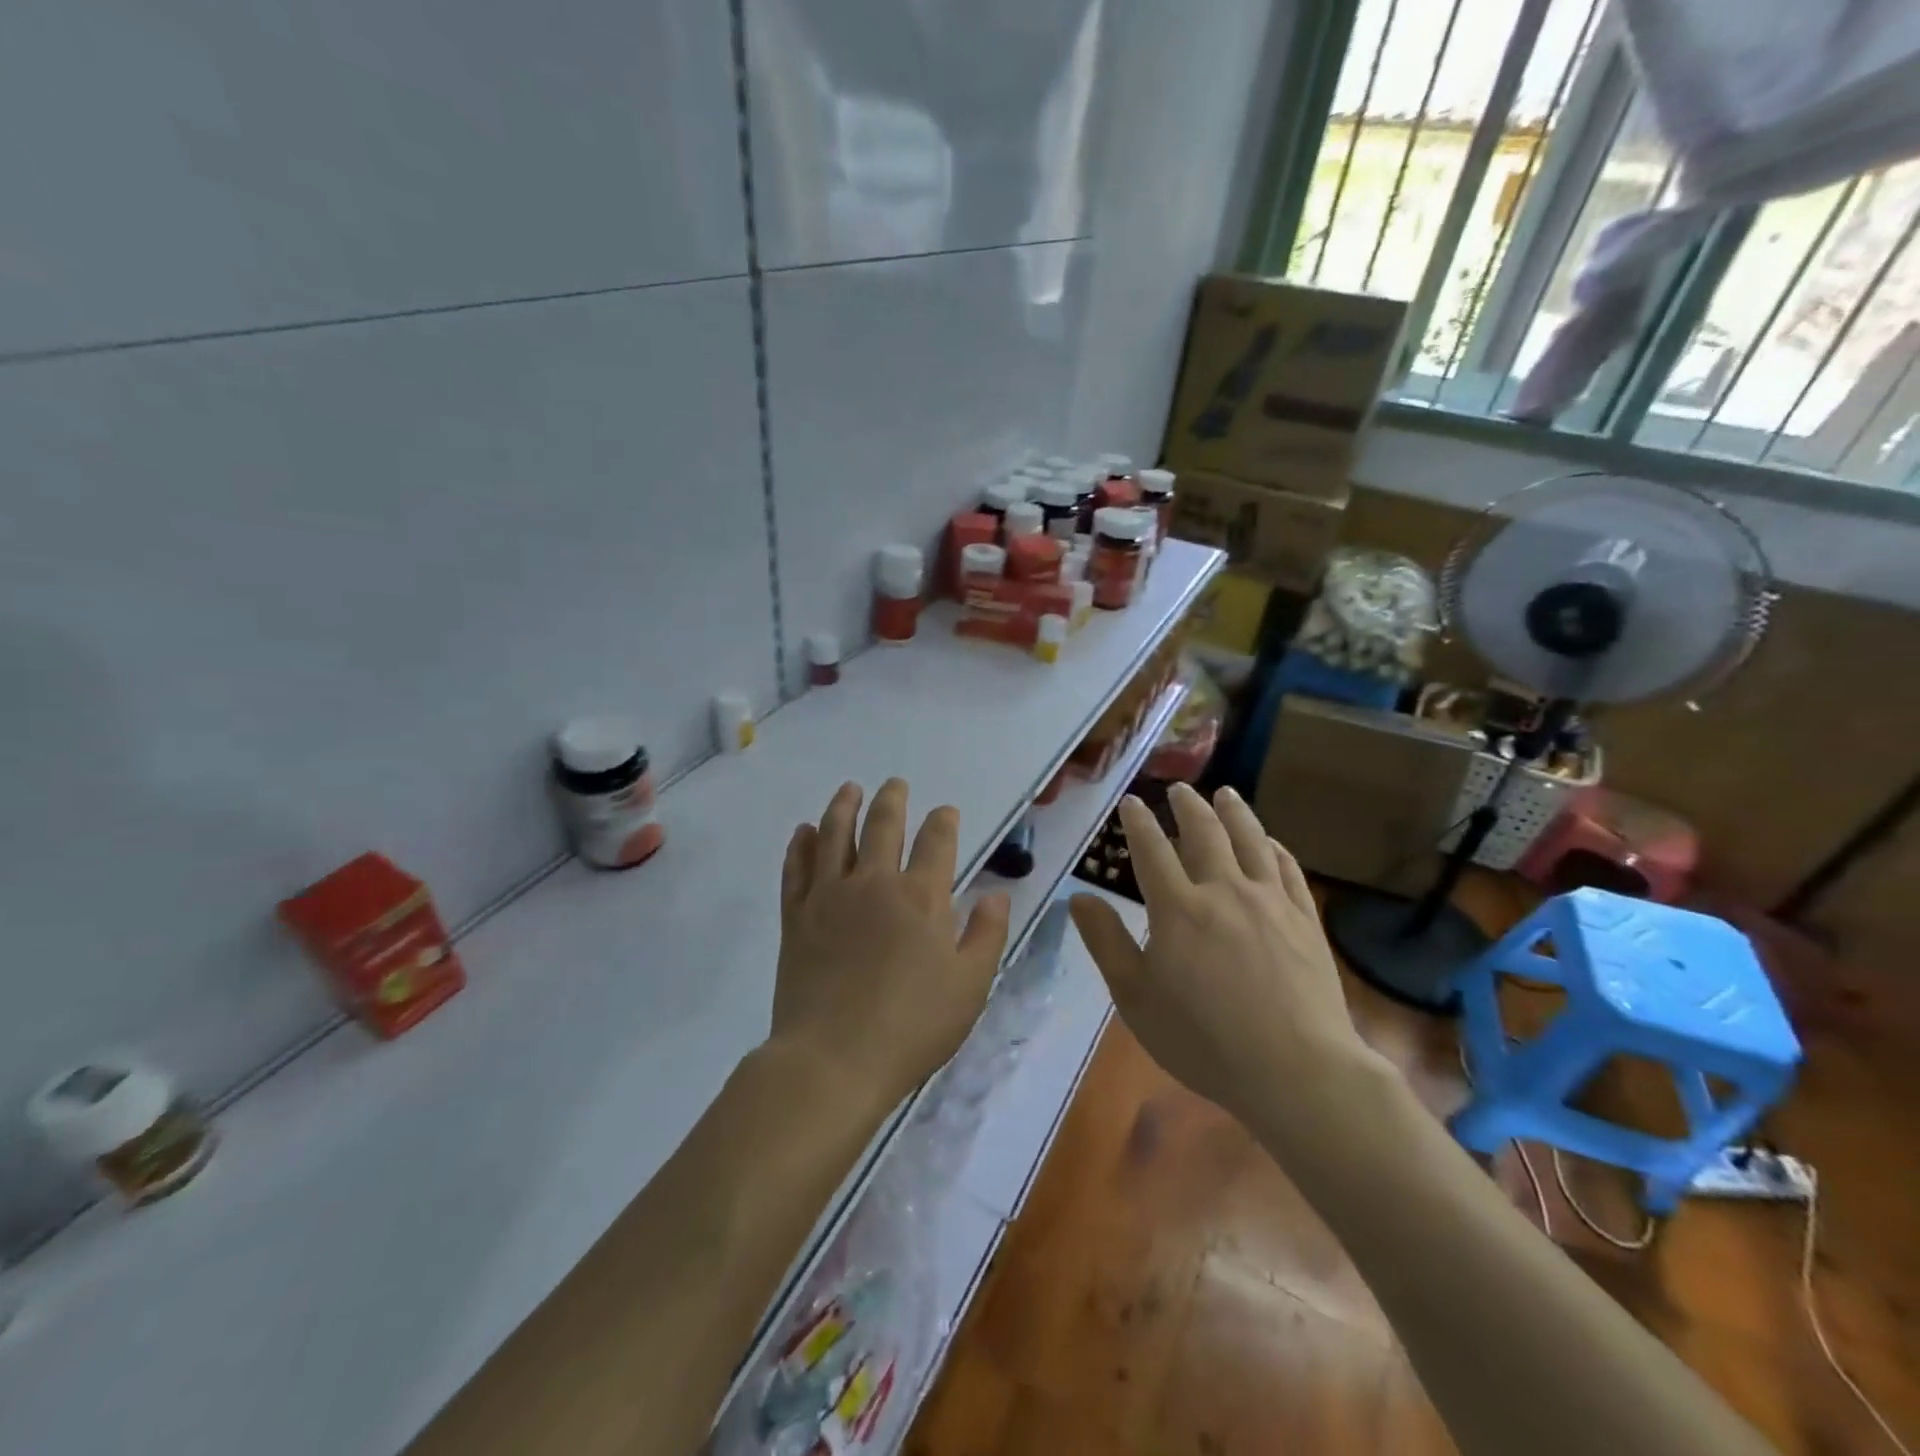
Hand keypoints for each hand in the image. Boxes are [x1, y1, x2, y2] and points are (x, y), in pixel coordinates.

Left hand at [772, 779, 1010, 1113]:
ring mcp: (829, 896)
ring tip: (849, 788)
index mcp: (921, 897)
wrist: (834, 1059)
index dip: (943, 821)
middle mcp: (874, 883)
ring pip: (835, 835)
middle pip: (883, 826)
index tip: (945, 811)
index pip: (937, 842)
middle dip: (892, 800)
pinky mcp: (796, 916)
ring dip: (844, 806)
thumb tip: (995, 893)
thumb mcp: (971, 986)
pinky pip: (797, 868)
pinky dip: (801, 845)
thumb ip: (986, 934)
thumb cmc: (912, 1026)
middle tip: (895, 784)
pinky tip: (804, 831)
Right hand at [1069, 783, 1370, 1138]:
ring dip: (1234, 812)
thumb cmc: (1204, 1040)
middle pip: (1204, 832)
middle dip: (1187, 805)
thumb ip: (1107, 943)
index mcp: (1177, 908)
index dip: (1139, 821)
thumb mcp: (1136, 998)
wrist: (1297, 1070)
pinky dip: (1274, 847)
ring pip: (1250, 839)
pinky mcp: (1304, 918)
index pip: (1152, 849)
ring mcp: (1269, 901)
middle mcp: (1223, 890)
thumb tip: (1078, 897)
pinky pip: (1287, 869)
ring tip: (1225, 794)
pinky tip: (1270, 842)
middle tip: (1179, 789)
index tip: (1131, 801)